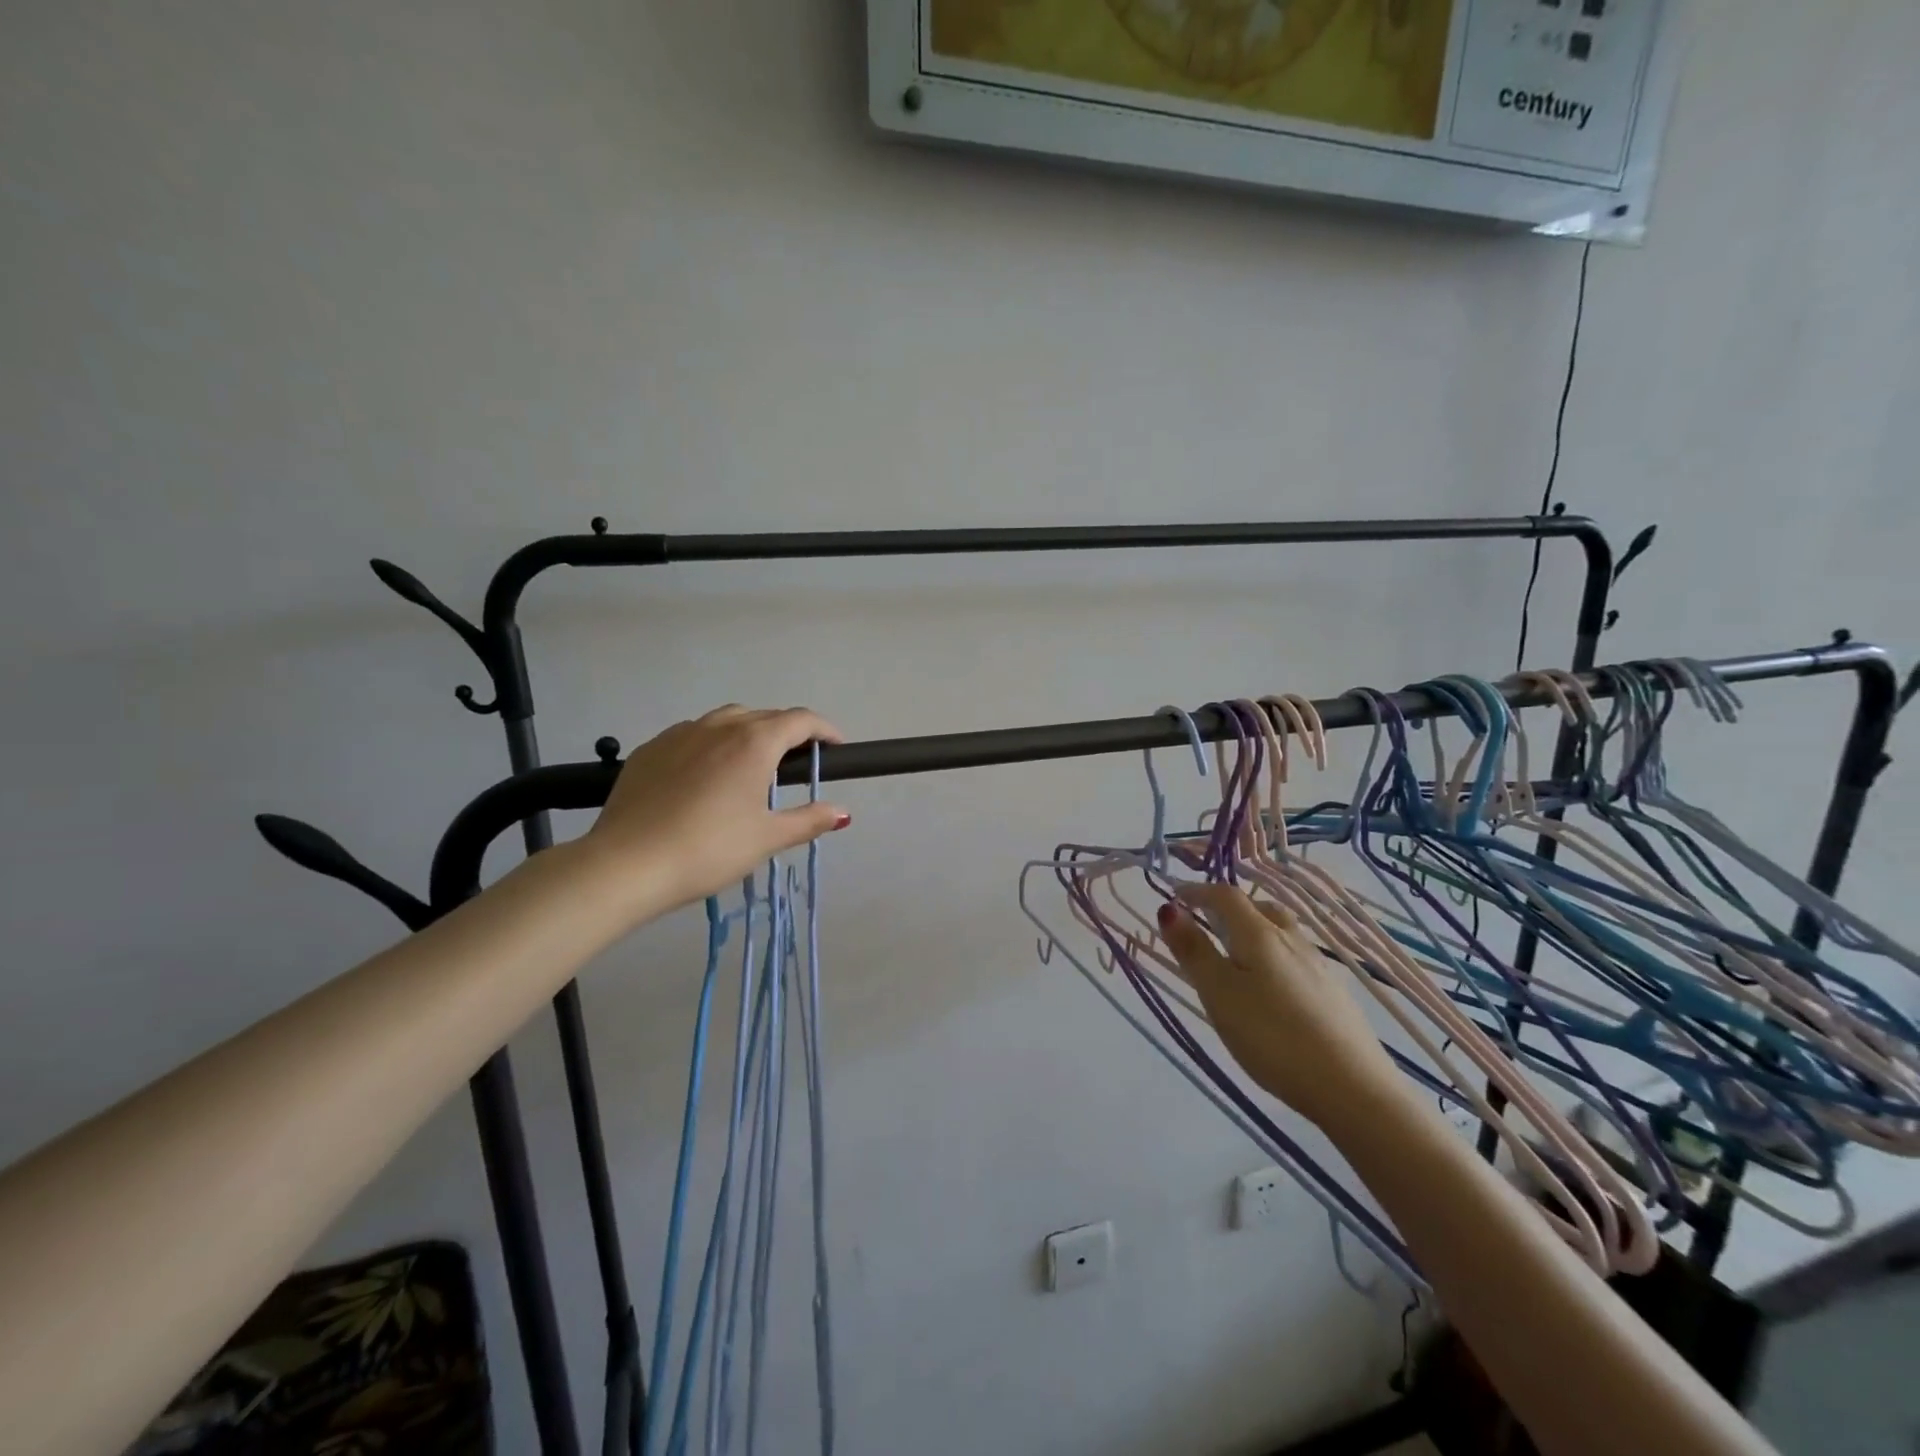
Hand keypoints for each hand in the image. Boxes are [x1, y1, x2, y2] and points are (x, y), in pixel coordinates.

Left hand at [585, 705, 849, 916]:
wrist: (626, 864)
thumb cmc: (708, 850)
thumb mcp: (767, 838)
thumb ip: (808, 820)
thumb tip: (842, 813)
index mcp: (754, 742)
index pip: (800, 720)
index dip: (824, 730)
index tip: (836, 747)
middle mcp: (719, 726)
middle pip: (764, 716)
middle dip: (788, 732)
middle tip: (797, 764)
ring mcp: (679, 734)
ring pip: (725, 720)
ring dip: (748, 732)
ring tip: (751, 765)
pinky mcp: (650, 749)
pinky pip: (692, 734)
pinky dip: (712, 743)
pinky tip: (706, 775)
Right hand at [1157, 885, 1403, 1131]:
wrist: (1354, 1088)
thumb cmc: (1272, 1037)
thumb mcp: (1219, 994)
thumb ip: (1193, 950)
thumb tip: (1169, 908)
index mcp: (1259, 934)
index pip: (1225, 896)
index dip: (1197, 891)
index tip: (1173, 895)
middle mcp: (1292, 940)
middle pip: (1259, 907)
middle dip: (1229, 907)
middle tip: (1206, 922)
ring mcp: (1318, 967)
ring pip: (1281, 932)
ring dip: (1254, 929)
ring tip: (1237, 952)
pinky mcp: (1334, 994)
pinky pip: (1296, 957)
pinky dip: (1274, 955)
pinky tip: (1273, 986)